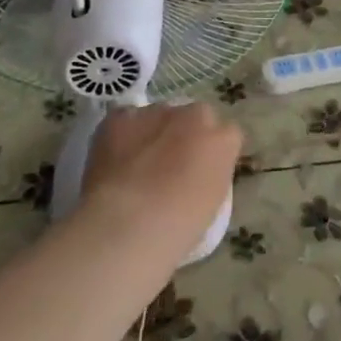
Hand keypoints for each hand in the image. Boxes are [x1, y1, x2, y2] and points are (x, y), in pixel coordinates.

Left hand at [78, 102, 242, 268]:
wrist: (126, 225)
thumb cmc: (177, 229)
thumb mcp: (212, 205)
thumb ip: (211, 176)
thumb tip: (197, 174)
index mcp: (224, 140)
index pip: (227, 136)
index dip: (212, 153)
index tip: (200, 173)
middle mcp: (195, 116)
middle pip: (195, 117)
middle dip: (186, 134)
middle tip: (169, 166)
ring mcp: (157, 112)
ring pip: (159, 116)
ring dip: (153, 133)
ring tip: (135, 166)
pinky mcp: (120, 116)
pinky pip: (125, 118)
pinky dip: (121, 134)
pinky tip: (114, 159)